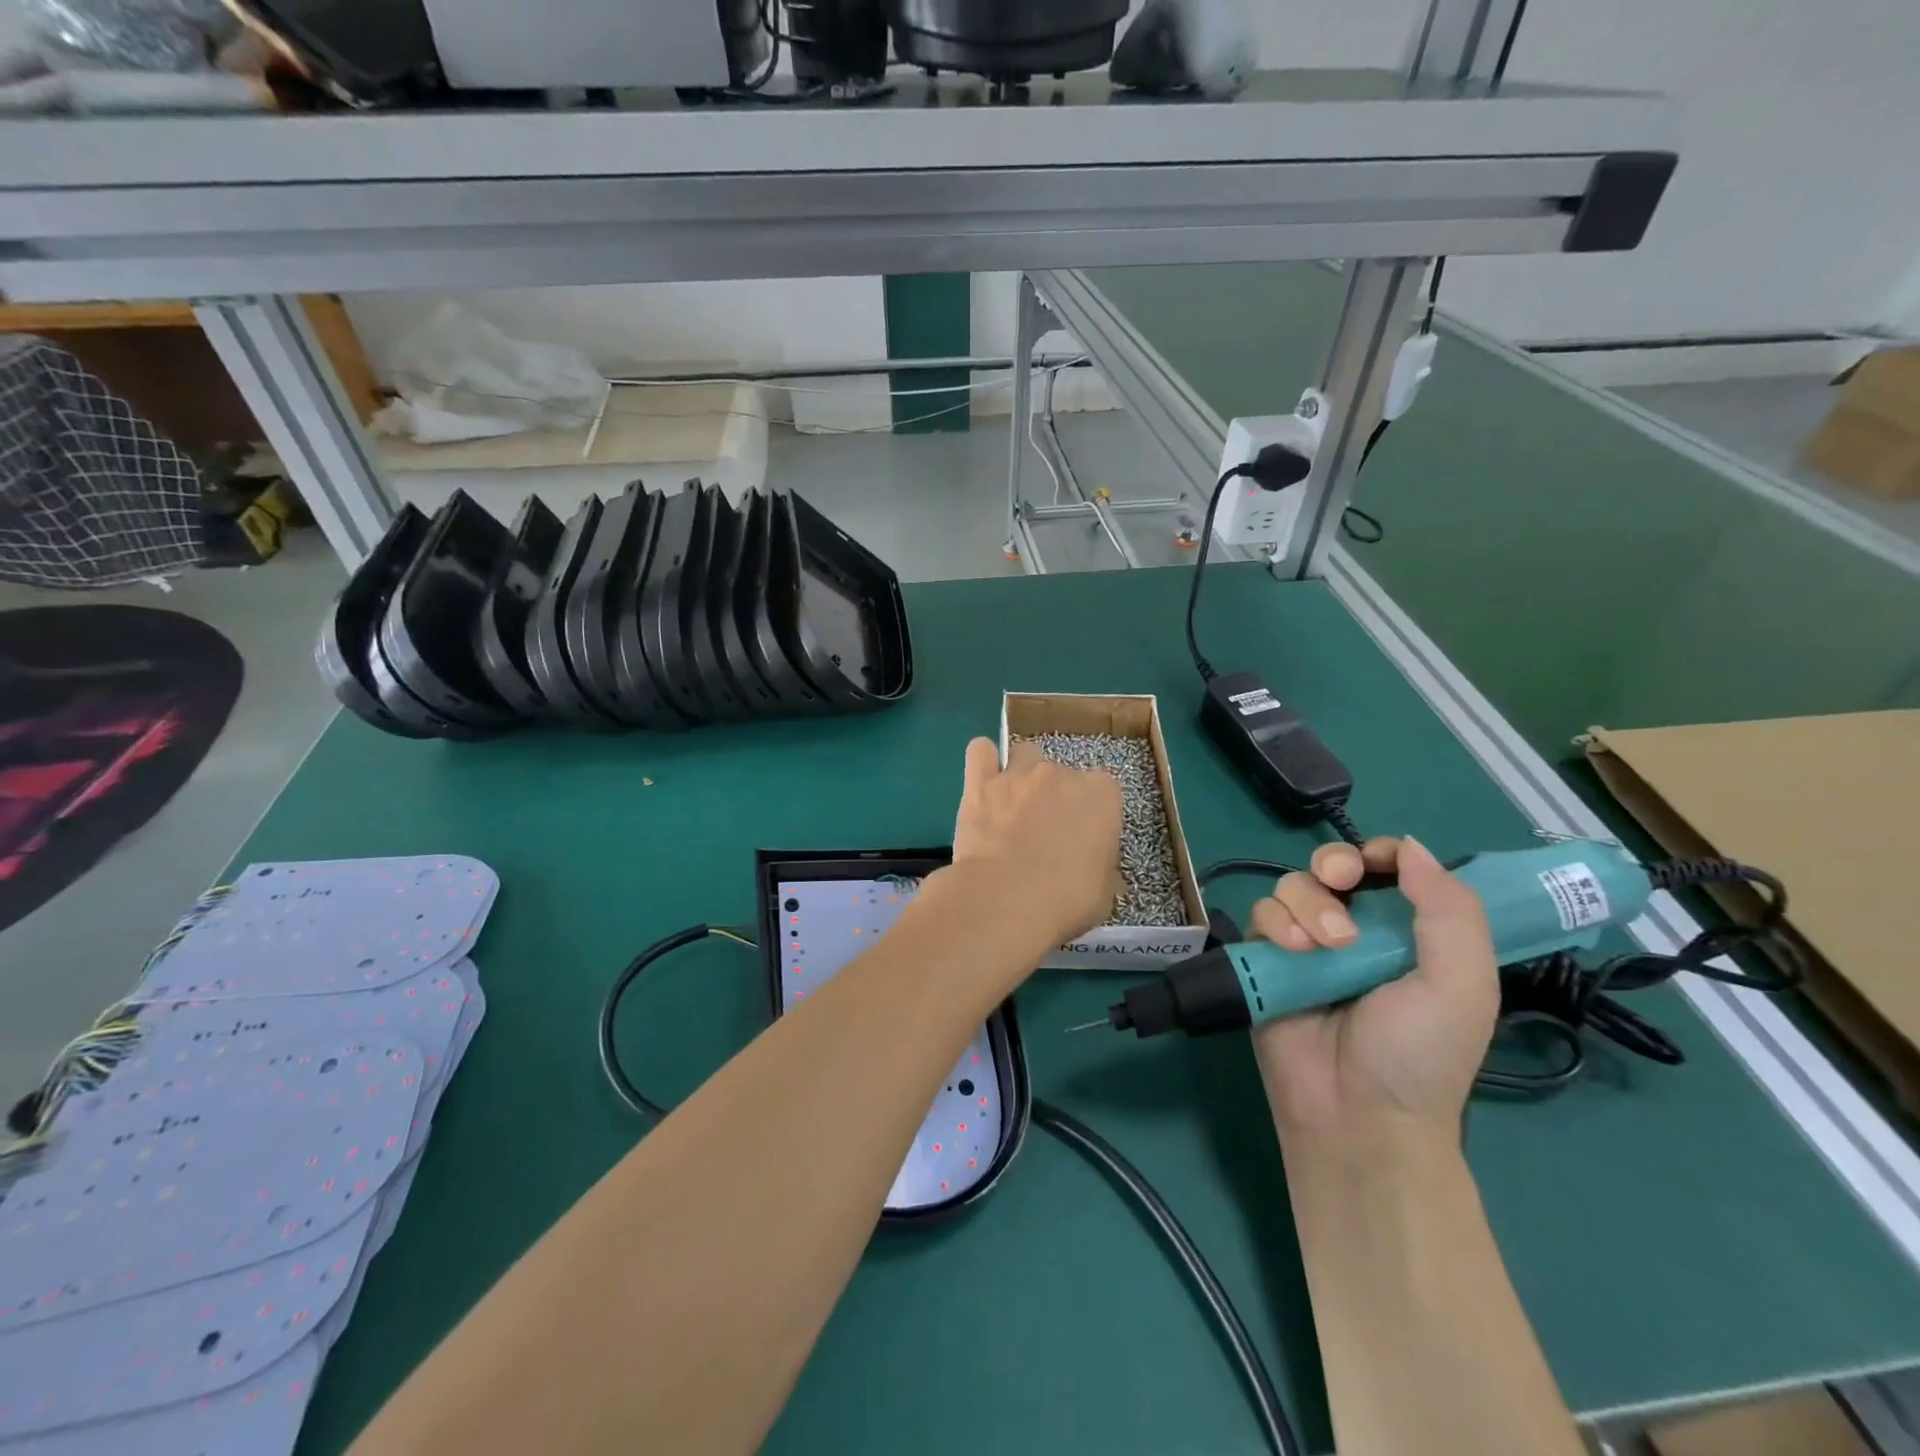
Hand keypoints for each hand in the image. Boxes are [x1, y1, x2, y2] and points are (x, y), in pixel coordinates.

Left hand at [948, 737, 1122, 950]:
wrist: (1005, 902)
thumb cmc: (1065, 901)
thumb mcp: (1103, 892)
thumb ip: (1101, 866)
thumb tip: (1091, 866)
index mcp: (1101, 795)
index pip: (1103, 791)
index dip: (1092, 815)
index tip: (1083, 839)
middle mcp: (1061, 774)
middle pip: (1062, 774)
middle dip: (1055, 798)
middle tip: (1044, 834)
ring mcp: (1019, 774)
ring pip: (1025, 755)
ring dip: (1022, 776)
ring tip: (1013, 808)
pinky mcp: (980, 783)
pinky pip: (980, 751)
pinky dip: (983, 761)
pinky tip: (983, 781)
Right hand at [1250, 836, 1497, 1148]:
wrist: (1357, 1115)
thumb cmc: (1419, 1054)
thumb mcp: (1463, 985)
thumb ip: (1451, 911)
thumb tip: (1412, 846)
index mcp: (1410, 932)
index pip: (1392, 868)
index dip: (1382, 852)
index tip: (1375, 861)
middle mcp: (1358, 930)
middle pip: (1334, 865)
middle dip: (1334, 863)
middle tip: (1340, 879)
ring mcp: (1309, 944)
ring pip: (1294, 886)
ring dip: (1308, 905)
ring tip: (1321, 947)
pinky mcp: (1268, 960)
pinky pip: (1261, 914)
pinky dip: (1275, 923)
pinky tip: (1293, 952)